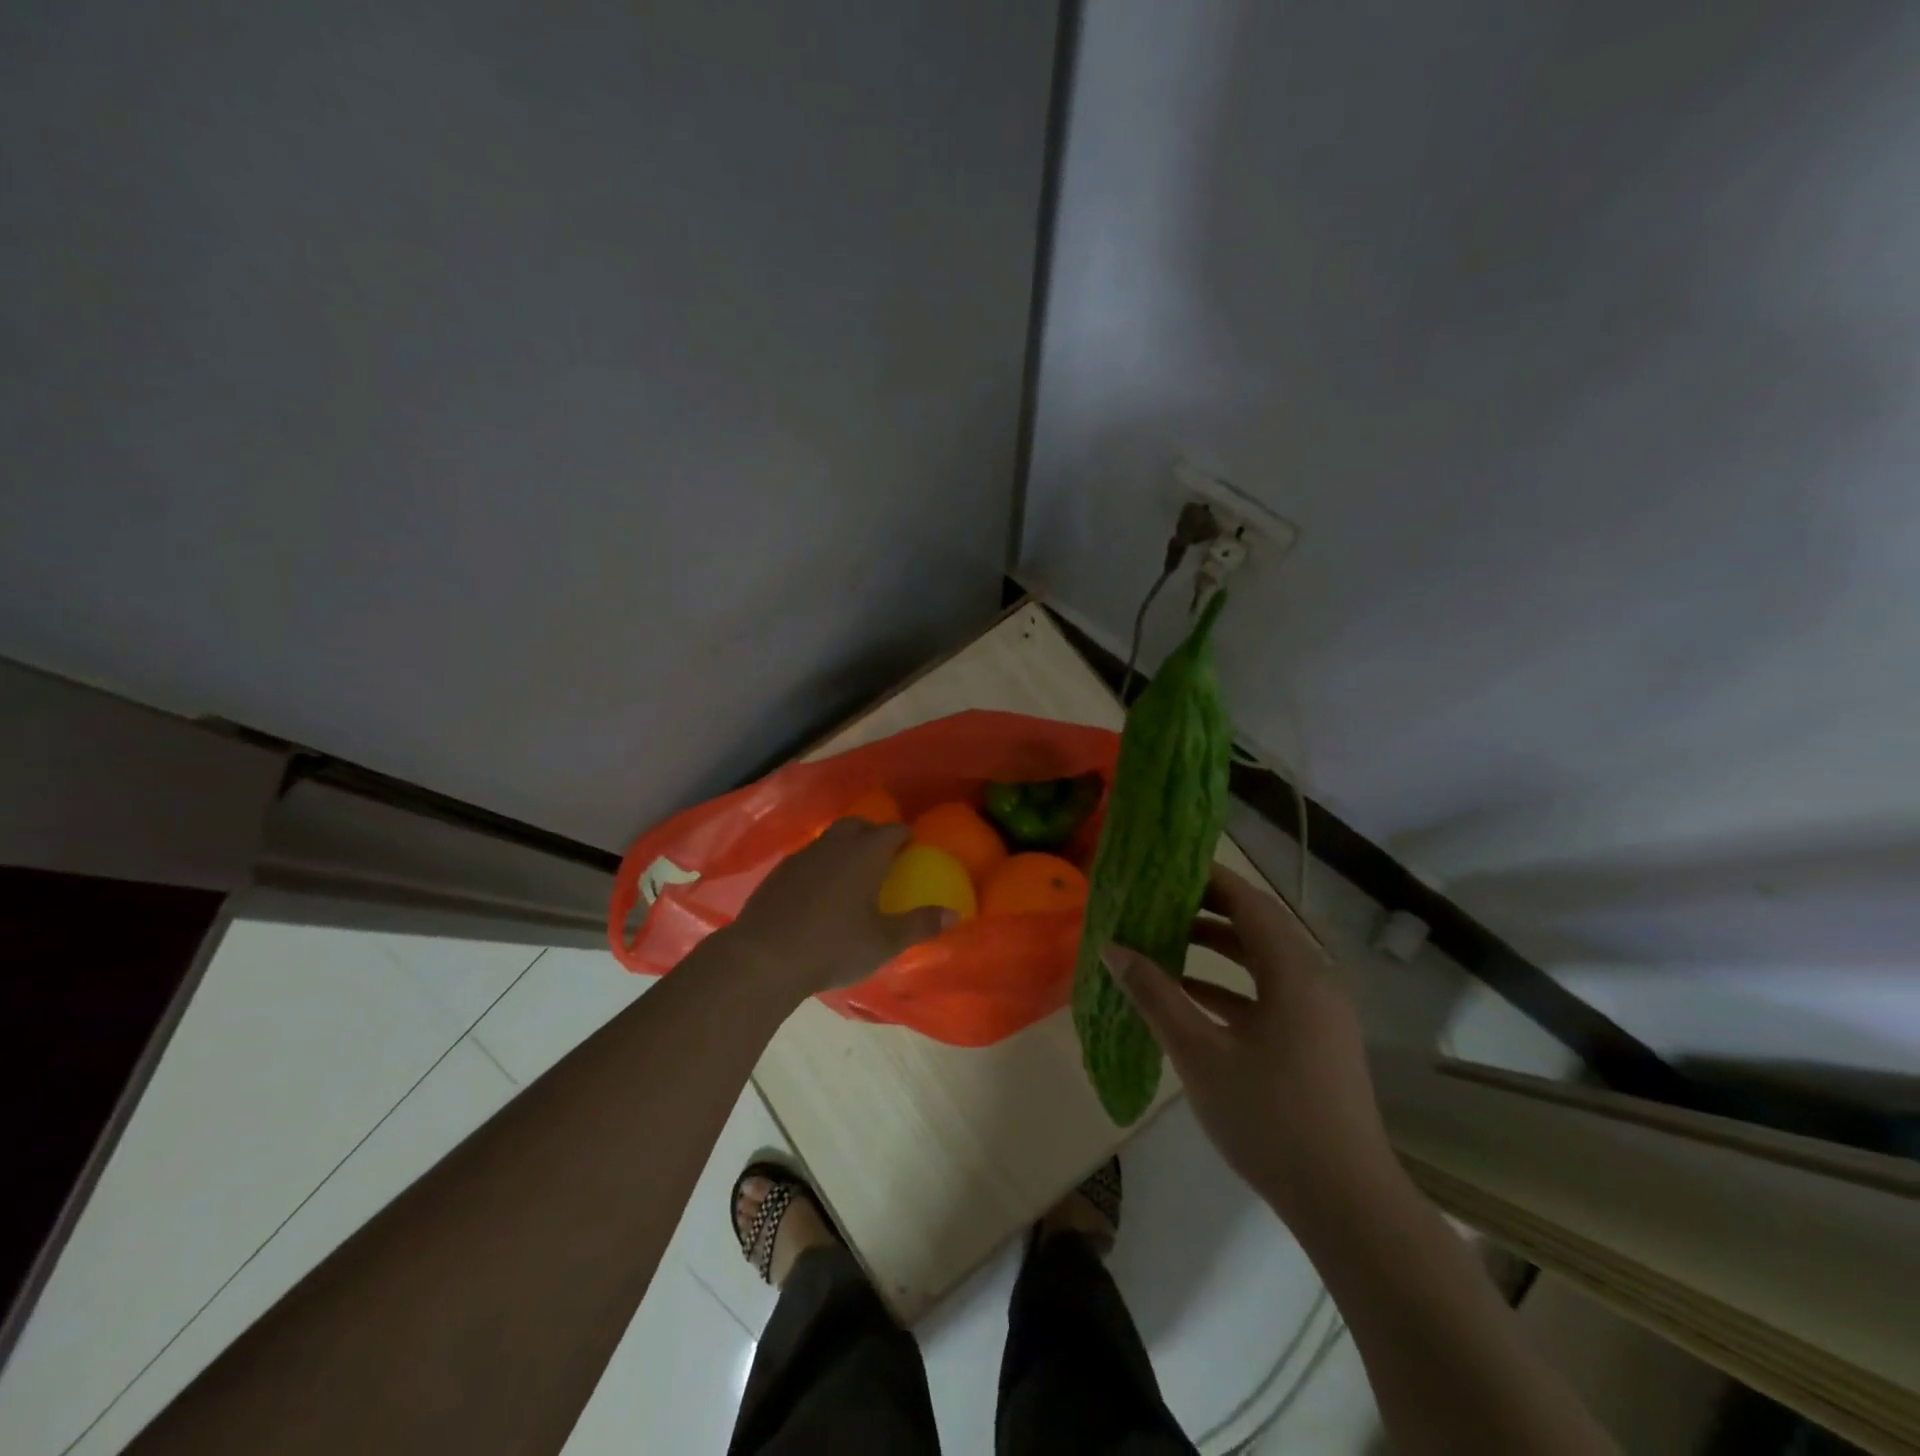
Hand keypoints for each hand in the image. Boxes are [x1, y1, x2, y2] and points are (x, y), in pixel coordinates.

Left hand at [725, 818, 954, 1000]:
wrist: (764, 957)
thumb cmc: (834, 946)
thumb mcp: (884, 942)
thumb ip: (920, 924)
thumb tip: (955, 913)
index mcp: (865, 854)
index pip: (893, 830)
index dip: (906, 835)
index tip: (914, 846)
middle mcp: (835, 845)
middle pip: (858, 825)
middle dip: (874, 833)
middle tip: (884, 855)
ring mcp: (802, 856)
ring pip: (830, 839)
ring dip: (845, 847)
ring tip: (852, 873)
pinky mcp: (778, 872)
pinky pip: (808, 857)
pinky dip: (821, 865)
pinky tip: (819, 891)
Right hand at [1106, 864, 1394, 1222]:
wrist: (1346, 1203)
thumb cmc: (1269, 1118)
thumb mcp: (1199, 1054)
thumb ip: (1155, 995)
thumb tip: (1112, 948)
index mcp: (1294, 971)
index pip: (1247, 900)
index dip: (1207, 878)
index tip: (1163, 867)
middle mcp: (1313, 979)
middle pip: (1256, 924)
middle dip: (1204, 910)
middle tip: (1154, 902)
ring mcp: (1319, 1011)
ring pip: (1262, 959)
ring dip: (1215, 947)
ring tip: (1163, 940)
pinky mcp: (1316, 1039)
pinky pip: (1269, 991)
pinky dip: (1230, 985)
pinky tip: (1189, 996)